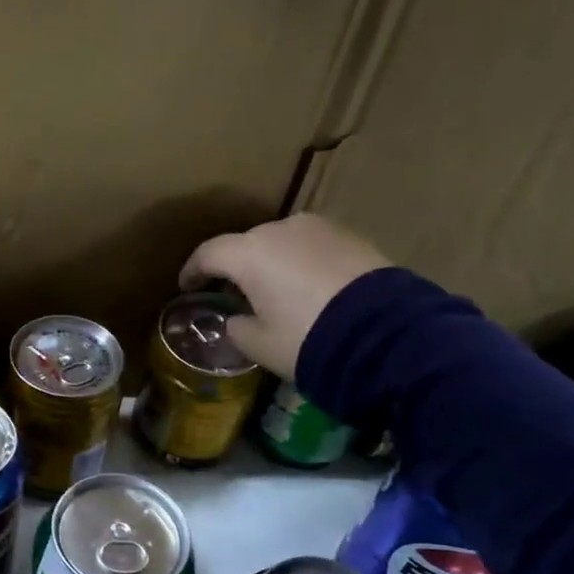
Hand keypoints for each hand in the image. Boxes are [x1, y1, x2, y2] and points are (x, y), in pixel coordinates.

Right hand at [179, 213, 389, 377]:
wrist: (386, 334)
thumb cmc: (307, 337)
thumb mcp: (260, 345)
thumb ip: (237, 328)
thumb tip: (237, 319)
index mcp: (249, 253)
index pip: (208, 254)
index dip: (193, 271)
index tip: (187, 286)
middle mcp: (280, 230)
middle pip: (246, 244)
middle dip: (235, 266)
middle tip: (233, 292)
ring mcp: (319, 229)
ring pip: (282, 243)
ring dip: (272, 262)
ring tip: (274, 289)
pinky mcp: (351, 236)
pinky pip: (312, 247)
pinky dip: (302, 263)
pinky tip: (308, 286)